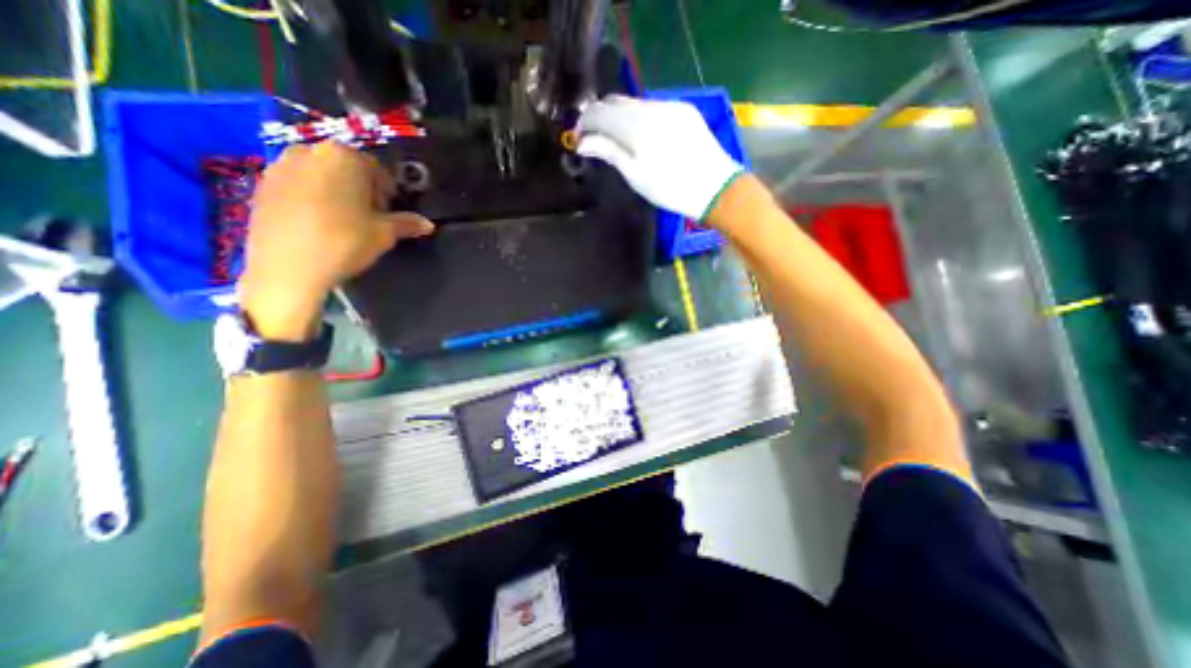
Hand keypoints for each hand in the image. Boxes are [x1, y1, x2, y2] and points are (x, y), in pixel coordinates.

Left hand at [235, 142, 434, 338]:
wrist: (289, 268)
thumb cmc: (345, 242)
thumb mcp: (385, 234)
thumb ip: (407, 223)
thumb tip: (428, 225)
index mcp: (343, 157)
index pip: (377, 169)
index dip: (388, 192)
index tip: (391, 212)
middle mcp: (308, 151)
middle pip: (346, 168)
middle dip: (362, 189)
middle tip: (370, 216)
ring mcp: (280, 166)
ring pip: (321, 176)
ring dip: (337, 192)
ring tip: (344, 222)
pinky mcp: (261, 185)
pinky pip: (298, 186)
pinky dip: (313, 198)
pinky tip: (319, 224)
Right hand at [576, 98, 740, 222]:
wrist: (715, 187)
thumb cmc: (670, 189)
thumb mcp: (635, 175)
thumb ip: (608, 152)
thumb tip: (582, 142)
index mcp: (635, 125)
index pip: (599, 112)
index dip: (583, 123)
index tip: (578, 140)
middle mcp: (650, 106)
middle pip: (615, 102)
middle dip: (600, 117)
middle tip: (593, 139)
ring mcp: (670, 105)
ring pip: (634, 103)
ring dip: (619, 117)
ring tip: (616, 138)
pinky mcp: (684, 109)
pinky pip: (653, 107)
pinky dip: (639, 117)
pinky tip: (641, 135)